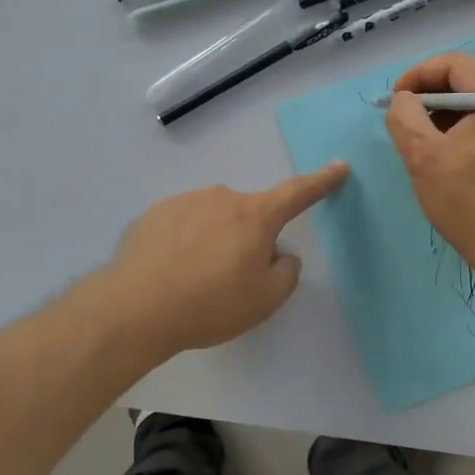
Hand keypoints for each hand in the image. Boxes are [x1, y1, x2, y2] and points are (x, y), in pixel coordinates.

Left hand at [103, 164, 349, 358]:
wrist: (136, 308)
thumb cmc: (210, 304)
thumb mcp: (264, 300)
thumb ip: (285, 272)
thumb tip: (280, 254)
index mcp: (255, 216)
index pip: (297, 193)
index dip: (321, 181)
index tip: (339, 166)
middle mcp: (221, 198)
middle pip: (247, 215)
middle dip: (246, 239)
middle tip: (230, 279)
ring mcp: (184, 201)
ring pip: (211, 219)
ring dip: (211, 241)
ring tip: (192, 281)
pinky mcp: (153, 214)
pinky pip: (180, 225)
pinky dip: (182, 244)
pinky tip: (168, 273)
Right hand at [385, 52, 474, 276]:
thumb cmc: (468, 203)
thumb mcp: (423, 157)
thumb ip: (405, 117)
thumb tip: (403, 100)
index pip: (455, 63)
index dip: (418, 75)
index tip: (396, 101)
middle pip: (467, 80)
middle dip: (429, 95)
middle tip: (405, 122)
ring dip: (443, 113)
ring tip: (422, 141)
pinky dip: (461, 129)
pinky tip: (446, 154)